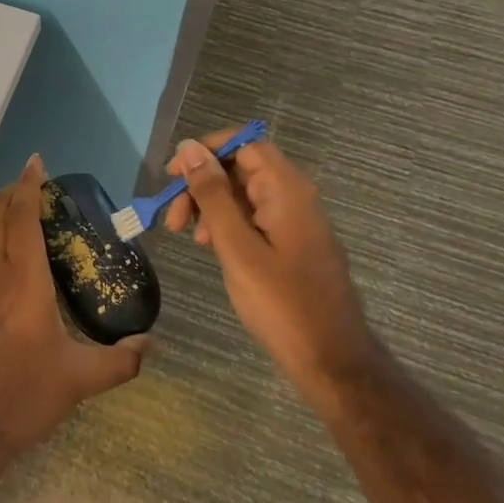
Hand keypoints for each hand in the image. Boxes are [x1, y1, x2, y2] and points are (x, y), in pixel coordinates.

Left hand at [0, 156, 148, 499]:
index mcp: (23, 285)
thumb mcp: (78, 382)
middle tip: (30, 181)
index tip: (36, 163)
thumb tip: (152, 345)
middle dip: (11, 192)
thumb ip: (120, 362)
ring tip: (9, 202)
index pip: (23, 221)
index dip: (28, 188)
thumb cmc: (21, 400)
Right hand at [162, 130, 368, 378]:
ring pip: (244, 194)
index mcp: (287, 190)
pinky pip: (254, 217)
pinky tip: (212, 247)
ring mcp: (295, 221)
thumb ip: (213, 196)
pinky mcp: (292, 243)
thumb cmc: (281, 303)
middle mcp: (294, 196)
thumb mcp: (237, 247)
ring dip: (210, 206)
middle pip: (241, 168)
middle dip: (202, 184)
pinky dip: (227, 224)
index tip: (172, 176)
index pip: (244, 143)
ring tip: (188, 237)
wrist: (331, 359)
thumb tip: (190, 148)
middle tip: (173, 218)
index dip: (206, 151)